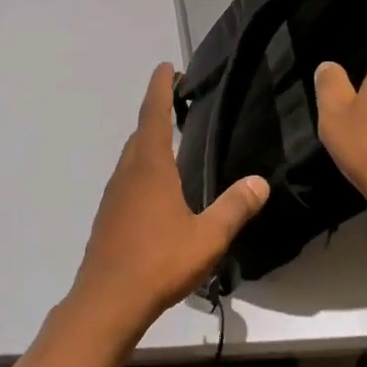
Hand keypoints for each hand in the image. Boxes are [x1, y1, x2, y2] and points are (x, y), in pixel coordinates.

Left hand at [69, 63, 270, 336]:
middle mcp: (128, 172)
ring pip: (131, 156)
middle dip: (157, 111)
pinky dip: (142, 167)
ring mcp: (114, 194)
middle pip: (141, 132)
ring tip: (170, 139)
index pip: (154, 113)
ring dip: (148, 141)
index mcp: (150, 167)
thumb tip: (259, 182)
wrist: (107, 300)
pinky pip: (127, 178)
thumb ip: (234, 208)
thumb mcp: (207, 237)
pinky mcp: (108, 215)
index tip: (166, 66)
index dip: (161, 87)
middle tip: (177, 101)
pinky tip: (156, 188)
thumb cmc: (159, 262)